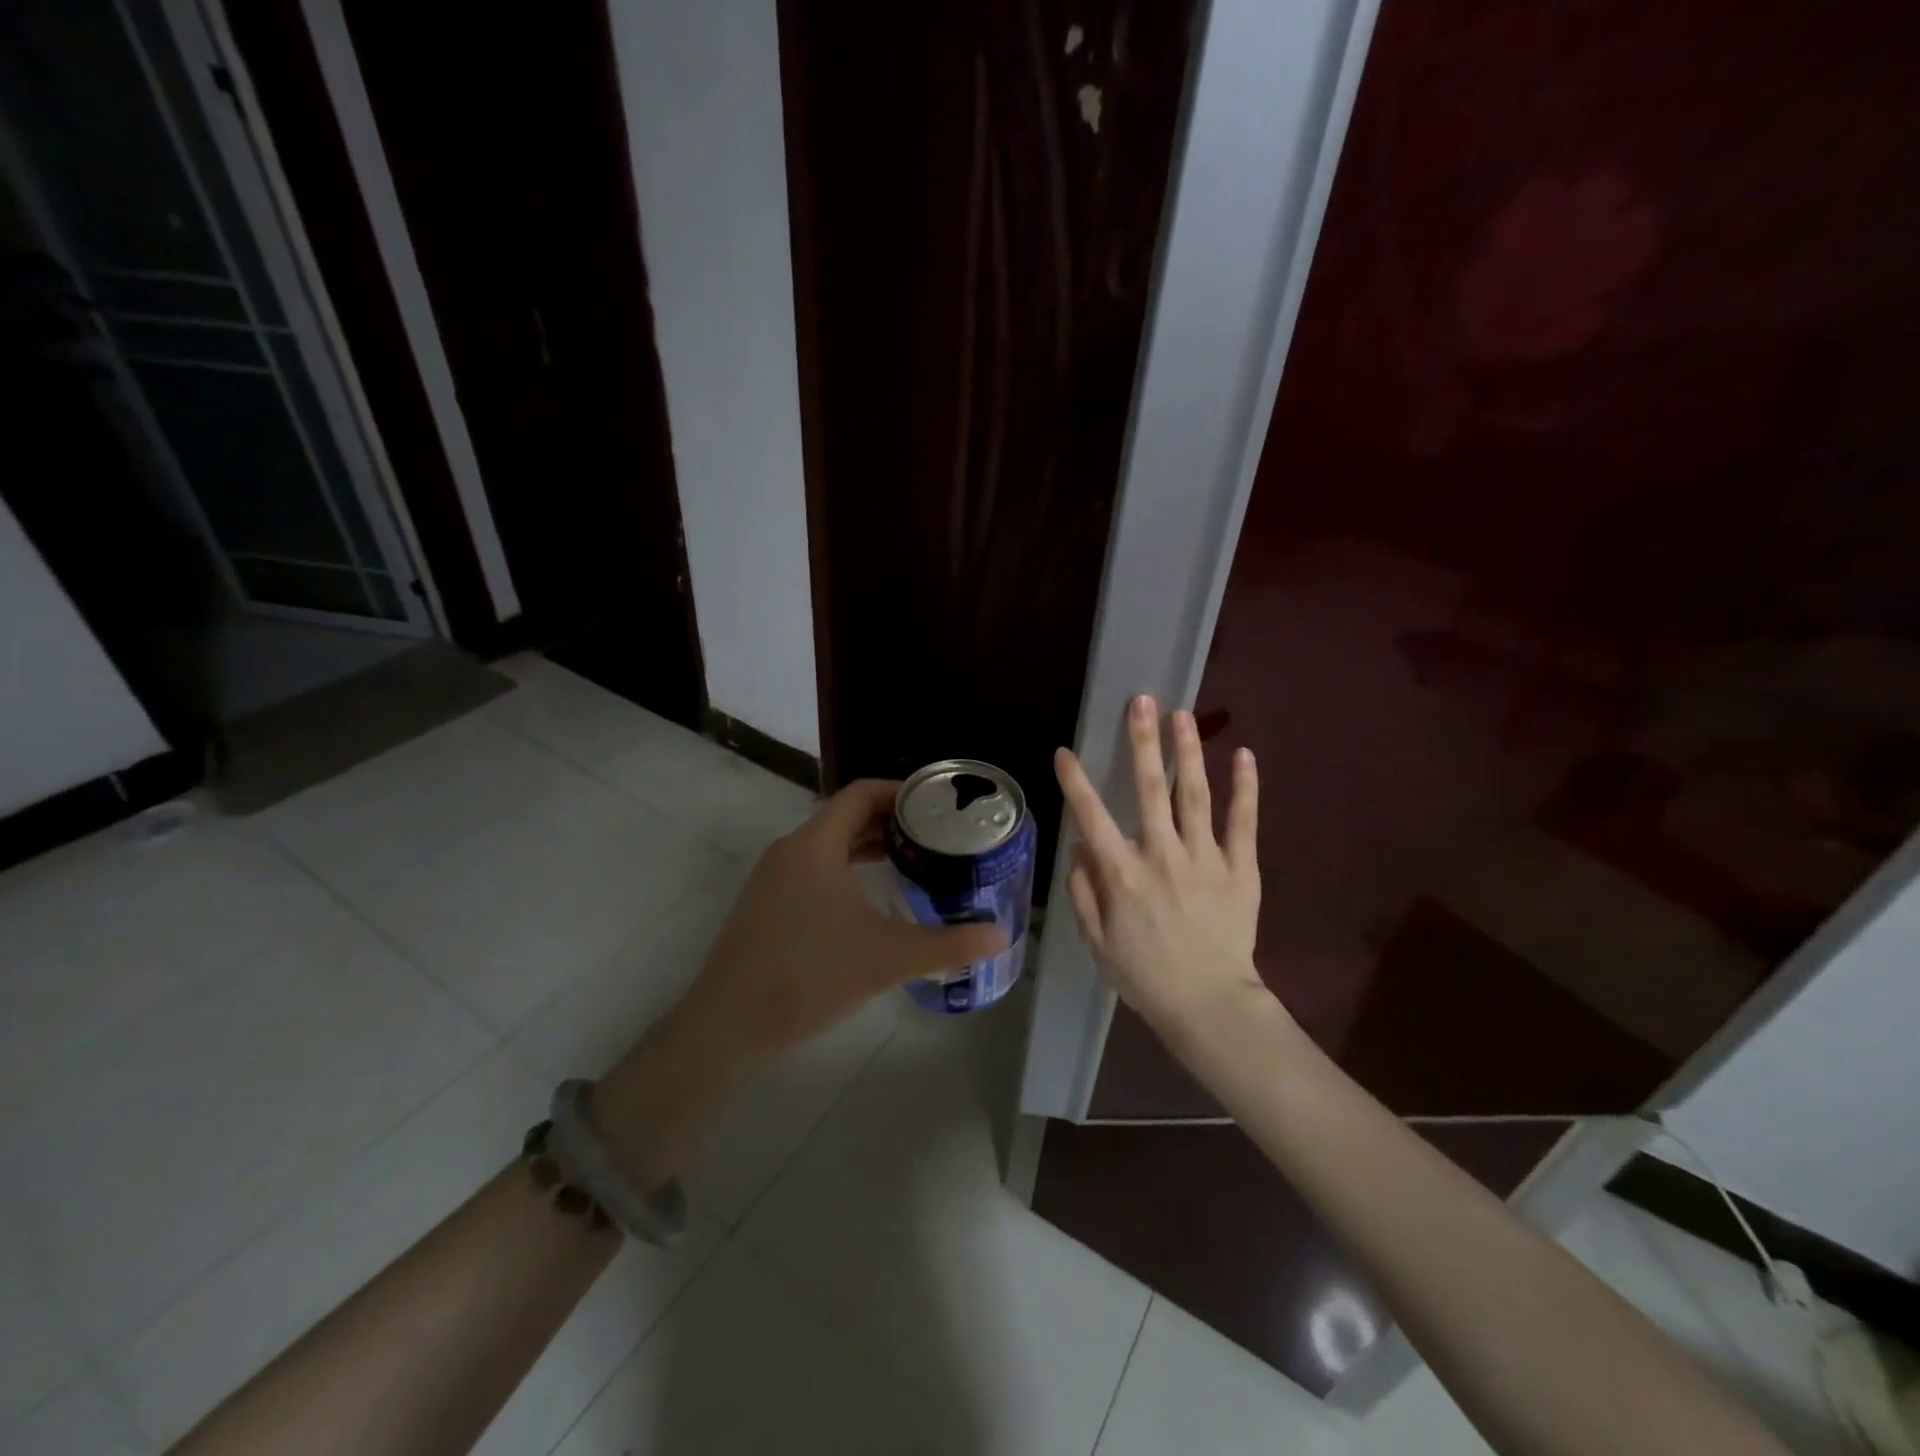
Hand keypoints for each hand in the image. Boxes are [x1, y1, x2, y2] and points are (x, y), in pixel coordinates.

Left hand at [597, 780, 1005, 1184]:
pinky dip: (845, 868)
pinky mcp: (765, 903)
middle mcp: (790, 850)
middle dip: (891, 821)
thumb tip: (1001, 937)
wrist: (726, 1026)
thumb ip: (947, 946)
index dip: (901, 791)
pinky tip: (869, 900)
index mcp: (815, 845)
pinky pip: (813, 868)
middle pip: (846, 816)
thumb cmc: (809, 977)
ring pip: (828, 844)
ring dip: (867, 846)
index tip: (937, 804)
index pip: (861, 793)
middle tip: (935, 836)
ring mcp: (772, 877)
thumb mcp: (887, 959)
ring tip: (911, 862)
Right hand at [1054, 695, 1267, 1044]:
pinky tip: (1244, 755)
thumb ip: (1084, 892)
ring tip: (1184, 715)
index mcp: (1122, 874)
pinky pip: (1243, 822)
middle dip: (1142, 742)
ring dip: (1187, 752)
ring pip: (1194, 795)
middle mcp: (1161, 855)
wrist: (1209, 1006)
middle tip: (1142, 701)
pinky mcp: (1240, 869)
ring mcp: (1205, 859)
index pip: (1092, 817)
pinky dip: (1246, 788)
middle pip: (1148, 790)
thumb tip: (1079, 848)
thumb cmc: (1145, 976)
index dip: (1075, 782)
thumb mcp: (1097, 942)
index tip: (1065, 752)